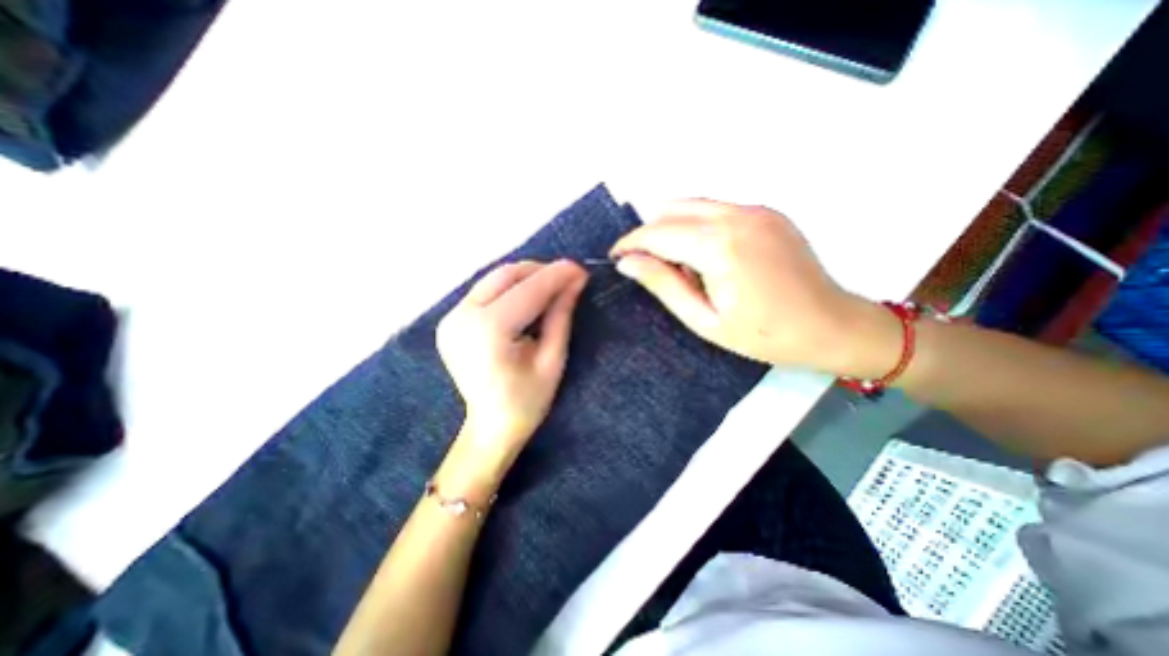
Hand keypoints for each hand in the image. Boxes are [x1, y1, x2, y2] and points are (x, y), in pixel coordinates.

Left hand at [435, 259, 589, 473]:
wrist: (490, 427)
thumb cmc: (527, 400)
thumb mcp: (552, 359)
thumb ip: (561, 315)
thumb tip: (575, 280)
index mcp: (488, 331)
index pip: (528, 291)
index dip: (557, 276)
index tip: (581, 269)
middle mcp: (462, 317)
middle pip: (505, 276)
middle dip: (540, 272)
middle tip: (567, 278)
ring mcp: (451, 318)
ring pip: (494, 279)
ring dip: (526, 278)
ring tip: (551, 287)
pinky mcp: (451, 321)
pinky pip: (485, 291)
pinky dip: (510, 288)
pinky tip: (528, 298)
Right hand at [613, 199, 896, 376]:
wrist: (832, 326)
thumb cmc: (763, 335)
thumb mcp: (704, 320)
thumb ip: (663, 285)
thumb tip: (627, 262)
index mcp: (719, 246)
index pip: (657, 232)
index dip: (630, 243)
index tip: (615, 257)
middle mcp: (737, 215)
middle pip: (672, 208)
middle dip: (648, 232)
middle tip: (641, 262)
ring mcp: (756, 209)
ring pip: (693, 204)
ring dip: (672, 226)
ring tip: (671, 261)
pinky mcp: (767, 211)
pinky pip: (717, 209)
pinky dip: (697, 224)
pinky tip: (702, 253)